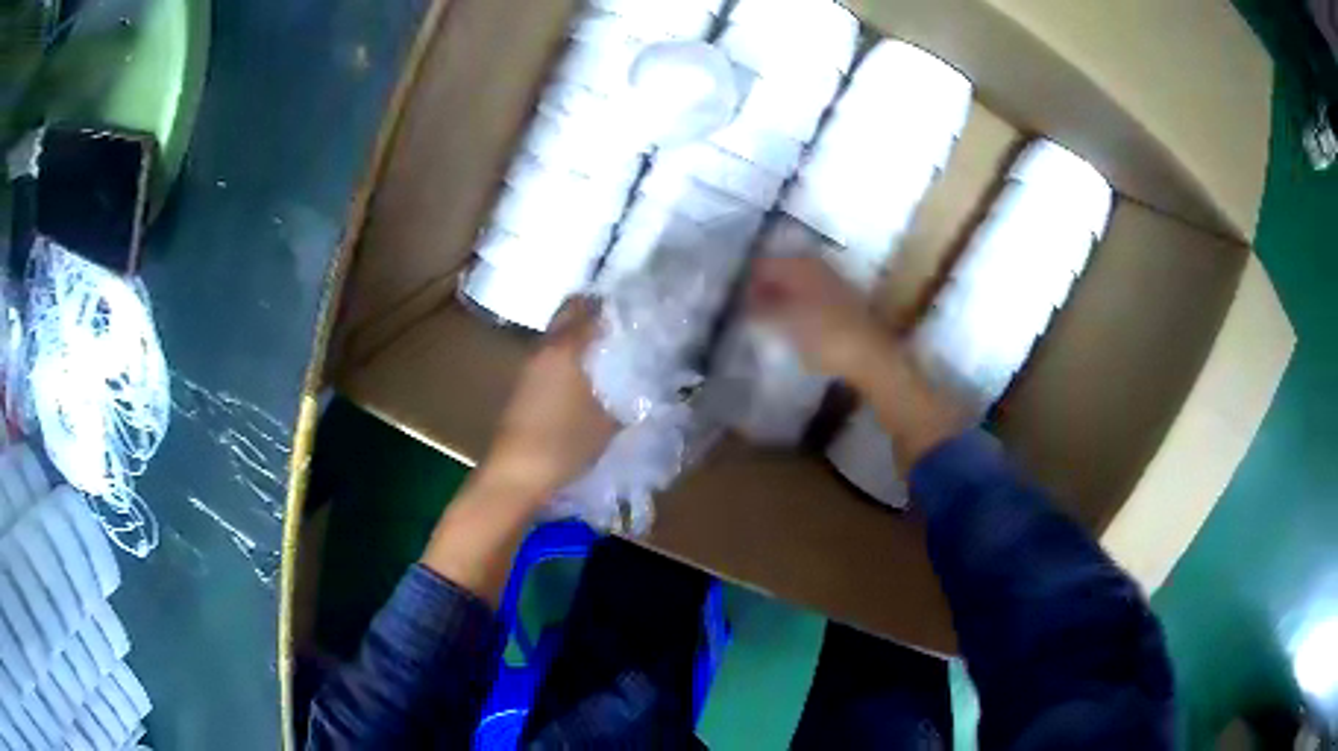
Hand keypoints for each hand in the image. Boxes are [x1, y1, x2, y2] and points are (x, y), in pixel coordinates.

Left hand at [479, 298, 616, 501]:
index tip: (636, 311)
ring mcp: (530, 366)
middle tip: (621, 325)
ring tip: (610, 351)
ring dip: (579, 336)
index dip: (613, 305)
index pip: (589, 307)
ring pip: (558, 335)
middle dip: (593, 313)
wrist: (517, 474)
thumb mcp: (609, 421)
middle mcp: (545, 348)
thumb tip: (645, 377)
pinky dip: (568, 356)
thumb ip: (629, 393)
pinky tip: (587, 376)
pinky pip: (551, 356)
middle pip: (568, 313)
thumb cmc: (565, 443)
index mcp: (566, 347)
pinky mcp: (524, 385)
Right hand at [746, 255, 896, 384]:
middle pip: (780, 272)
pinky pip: (809, 298)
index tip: (732, 301)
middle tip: (744, 312)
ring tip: (764, 322)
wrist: (871, 357)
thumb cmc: (825, 336)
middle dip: (763, 289)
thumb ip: (760, 309)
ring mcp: (832, 283)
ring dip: (779, 299)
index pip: (762, 264)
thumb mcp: (785, 323)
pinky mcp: (843, 304)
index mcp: (800, 264)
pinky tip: (790, 327)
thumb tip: (743, 303)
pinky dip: (796, 308)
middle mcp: (816, 266)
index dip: (745, 281)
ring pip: (796, 285)